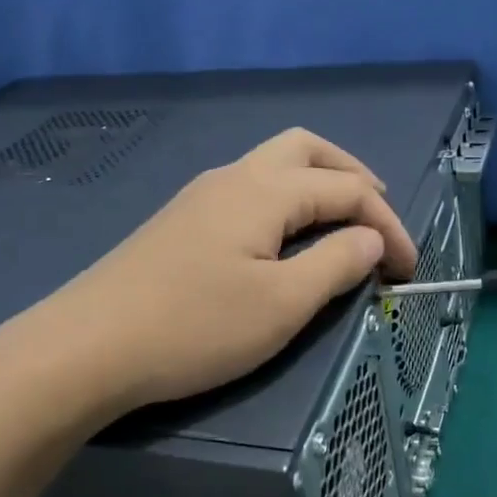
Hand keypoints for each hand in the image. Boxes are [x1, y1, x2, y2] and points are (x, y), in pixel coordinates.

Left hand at [25, 129, 416, 411]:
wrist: (87, 347)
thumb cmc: (194, 327)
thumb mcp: (282, 304)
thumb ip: (336, 265)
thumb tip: (370, 239)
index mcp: (264, 190)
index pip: (347, 189)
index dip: (387, 224)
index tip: (408, 269)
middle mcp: (233, 177)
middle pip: (306, 149)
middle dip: (351, 175)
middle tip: (376, 214)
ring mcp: (201, 195)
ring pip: (273, 164)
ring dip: (316, 183)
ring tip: (340, 224)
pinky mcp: (181, 220)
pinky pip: (249, 189)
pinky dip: (285, 201)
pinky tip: (284, 238)